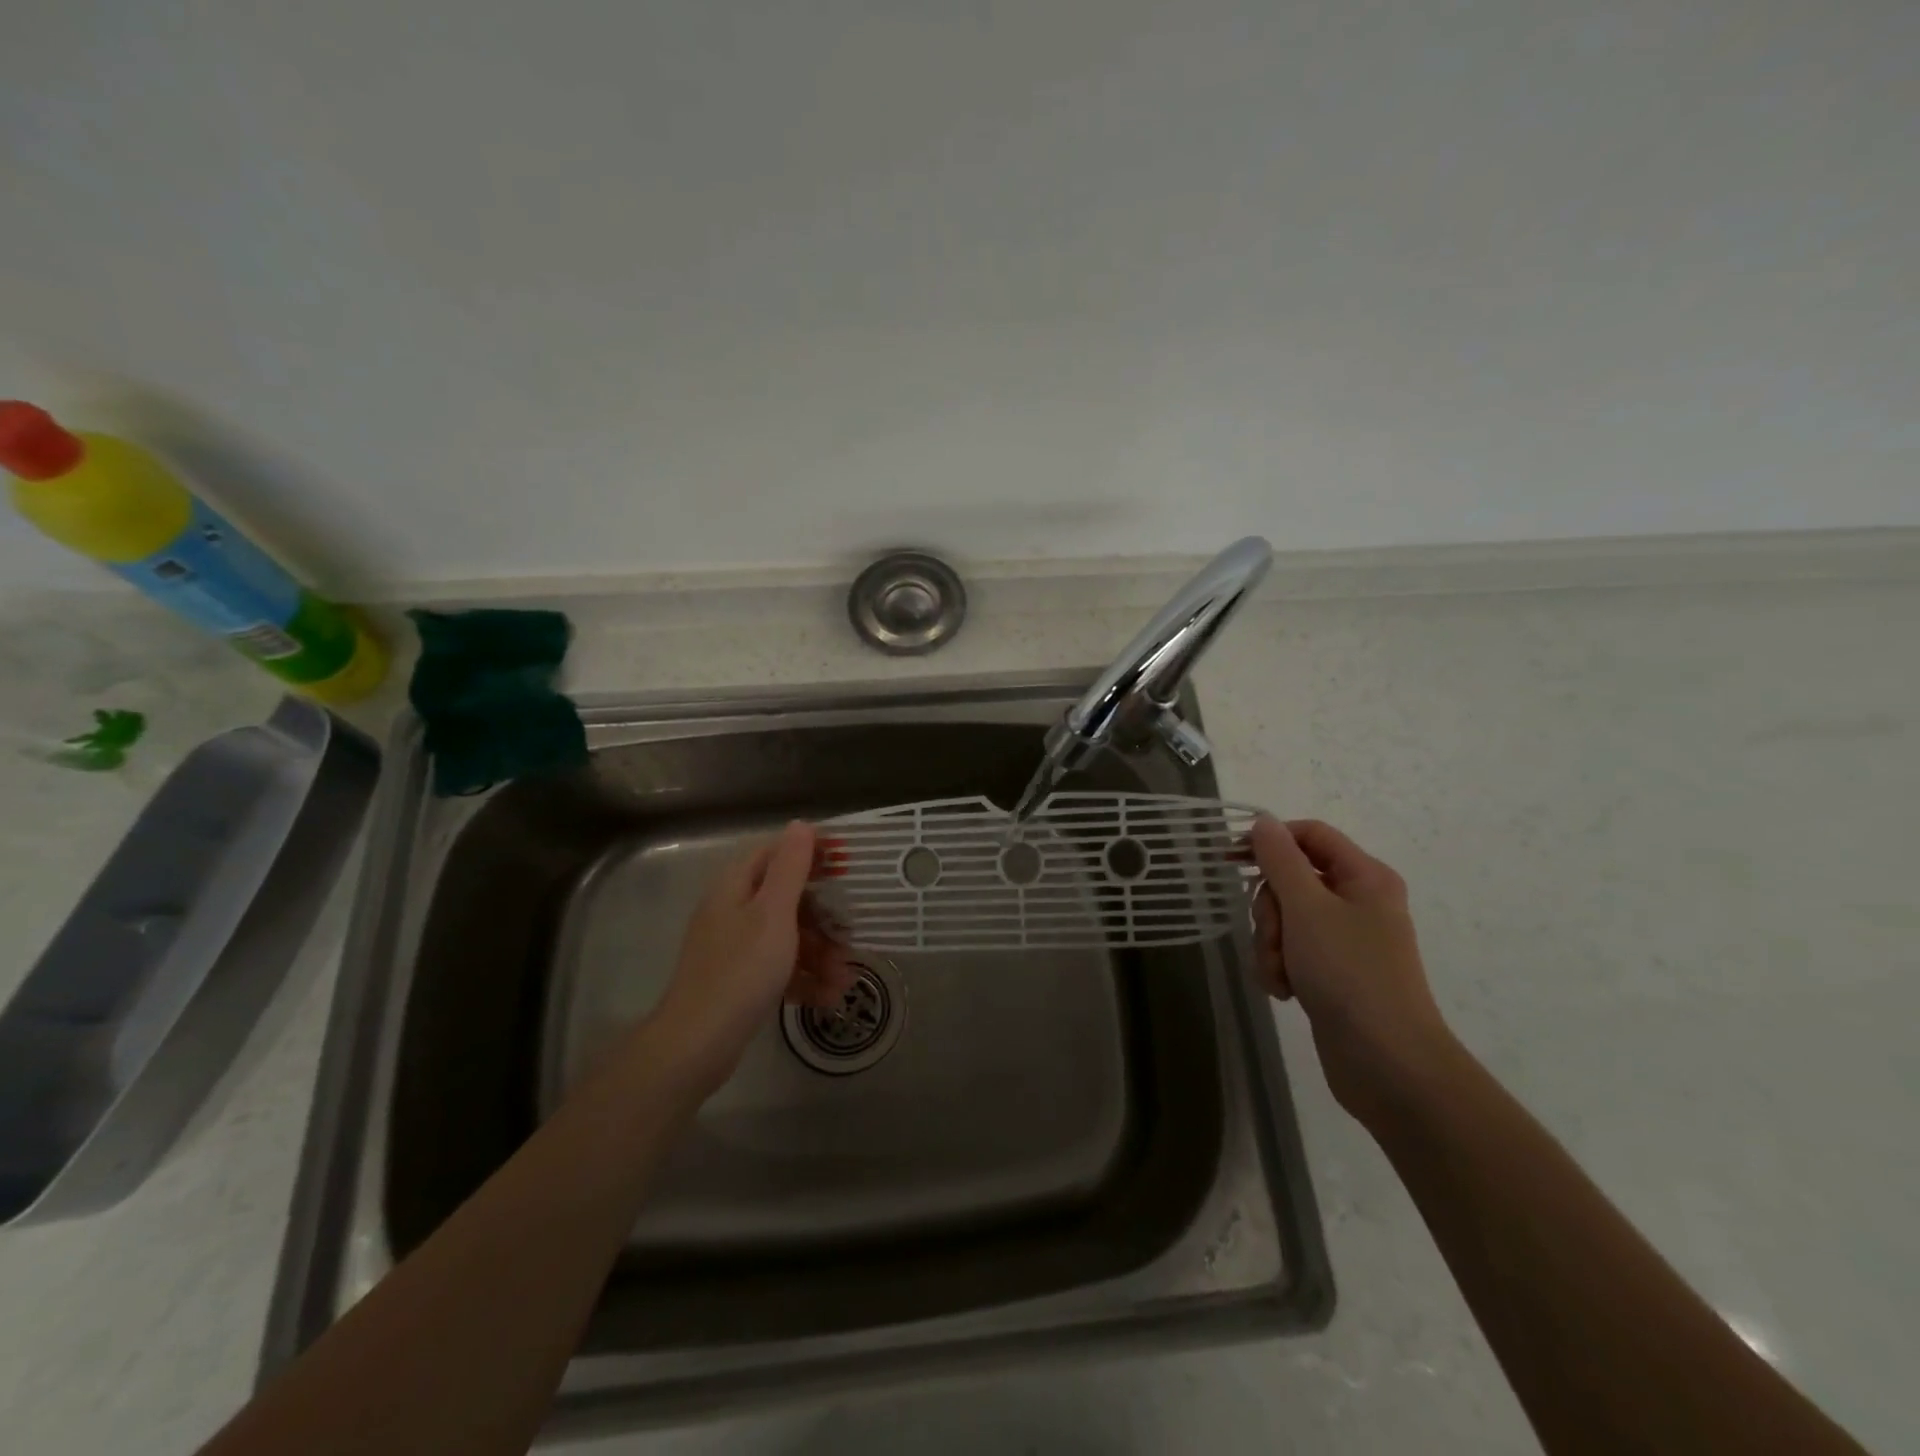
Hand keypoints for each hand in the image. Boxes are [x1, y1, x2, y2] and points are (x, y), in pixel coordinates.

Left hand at [648, 821, 856, 1091]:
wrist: (696, 1045)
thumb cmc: (740, 970)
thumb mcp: (773, 913)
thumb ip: (790, 867)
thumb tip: (800, 825)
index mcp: (736, 887)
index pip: (775, 853)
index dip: (811, 854)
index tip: (846, 864)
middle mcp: (733, 911)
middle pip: (787, 899)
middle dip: (824, 919)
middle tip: (851, 935)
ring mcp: (735, 948)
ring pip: (788, 937)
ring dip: (820, 954)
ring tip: (844, 979)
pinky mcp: (740, 981)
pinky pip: (779, 968)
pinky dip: (804, 978)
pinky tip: (828, 997)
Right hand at [1248, 816, 1455, 1124]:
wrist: (1388, 1064)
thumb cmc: (1350, 973)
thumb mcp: (1307, 908)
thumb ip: (1280, 860)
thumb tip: (1264, 822)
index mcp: (1364, 878)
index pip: (1310, 835)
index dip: (1270, 840)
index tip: (1230, 858)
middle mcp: (1358, 902)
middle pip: (1291, 880)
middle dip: (1270, 910)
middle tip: (1275, 936)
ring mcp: (1345, 940)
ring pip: (1285, 919)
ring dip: (1271, 944)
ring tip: (1282, 974)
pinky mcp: (1333, 972)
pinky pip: (1291, 952)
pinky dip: (1280, 967)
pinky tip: (1285, 991)